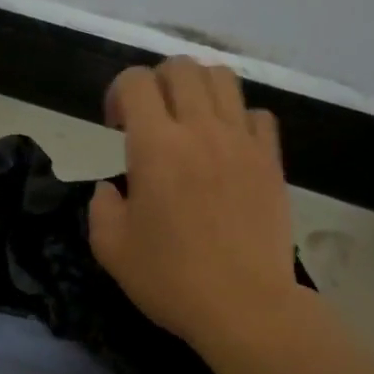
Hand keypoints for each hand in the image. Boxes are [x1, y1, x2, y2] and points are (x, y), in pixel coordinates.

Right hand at [89, 58, 301, 352]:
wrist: (244, 305)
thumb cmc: (171, 280)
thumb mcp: (111, 249)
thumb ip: (102, 207)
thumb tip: (113, 188)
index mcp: (155, 146)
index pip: (135, 82)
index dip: (117, 93)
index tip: (115, 126)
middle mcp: (200, 130)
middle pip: (181, 67)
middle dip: (156, 82)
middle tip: (150, 118)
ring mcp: (242, 142)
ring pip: (223, 79)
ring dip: (198, 89)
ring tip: (189, 121)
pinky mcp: (271, 160)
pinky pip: (258, 115)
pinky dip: (238, 118)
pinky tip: (227, 146)